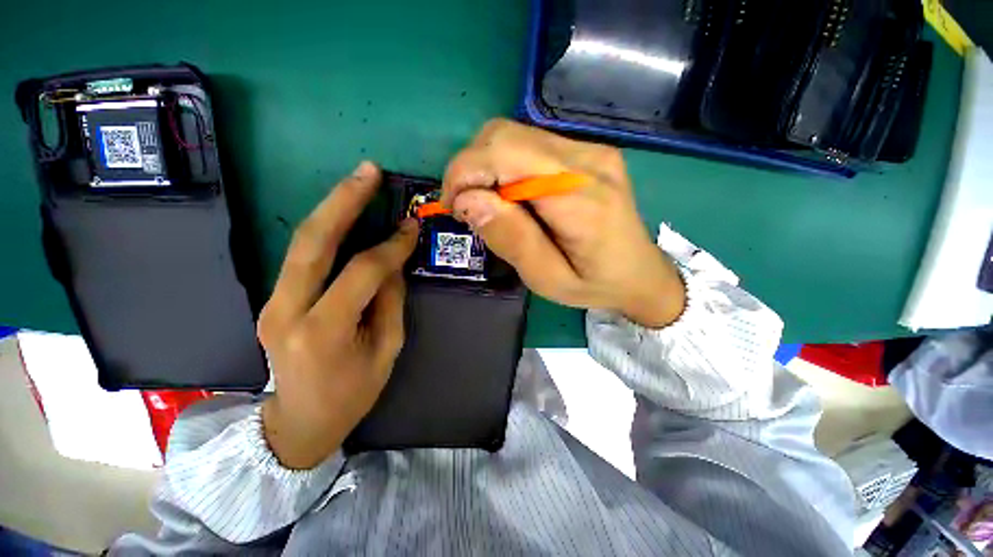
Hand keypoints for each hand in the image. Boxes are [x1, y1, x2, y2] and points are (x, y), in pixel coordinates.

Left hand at [257, 162, 418, 468]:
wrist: (298, 423)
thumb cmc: (352, 394)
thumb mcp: (387, 350)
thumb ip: (390, 301)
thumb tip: (394, 261)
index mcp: (323, 331)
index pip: (362, 272)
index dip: (391, 246)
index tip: (411, 226)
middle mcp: (287, 310)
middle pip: (313, 242)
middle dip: (343, 201)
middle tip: (368, 171)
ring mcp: (272, 303)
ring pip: (300, 243)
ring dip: (331, 208)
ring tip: (357, 181)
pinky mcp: (272, 299)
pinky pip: (301, 257)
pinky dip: (325, 231)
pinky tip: (342, 215)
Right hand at [442, 119, 684, 327]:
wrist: (641, 273)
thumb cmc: (595, 284)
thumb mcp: (548, 279)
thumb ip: (511, 239)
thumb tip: (468, 200)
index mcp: (581, 198)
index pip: (505, 155)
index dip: (465, 173)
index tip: (454, 208)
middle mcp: (587, 160)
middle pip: (504, 135)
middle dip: (470, 168)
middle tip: (468, 209)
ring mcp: (590, 150)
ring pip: (513, 135)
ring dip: (486, 167)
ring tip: (490, 205)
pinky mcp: (587, 152)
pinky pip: (529, 144)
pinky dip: (505, 166)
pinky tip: (512, 196)